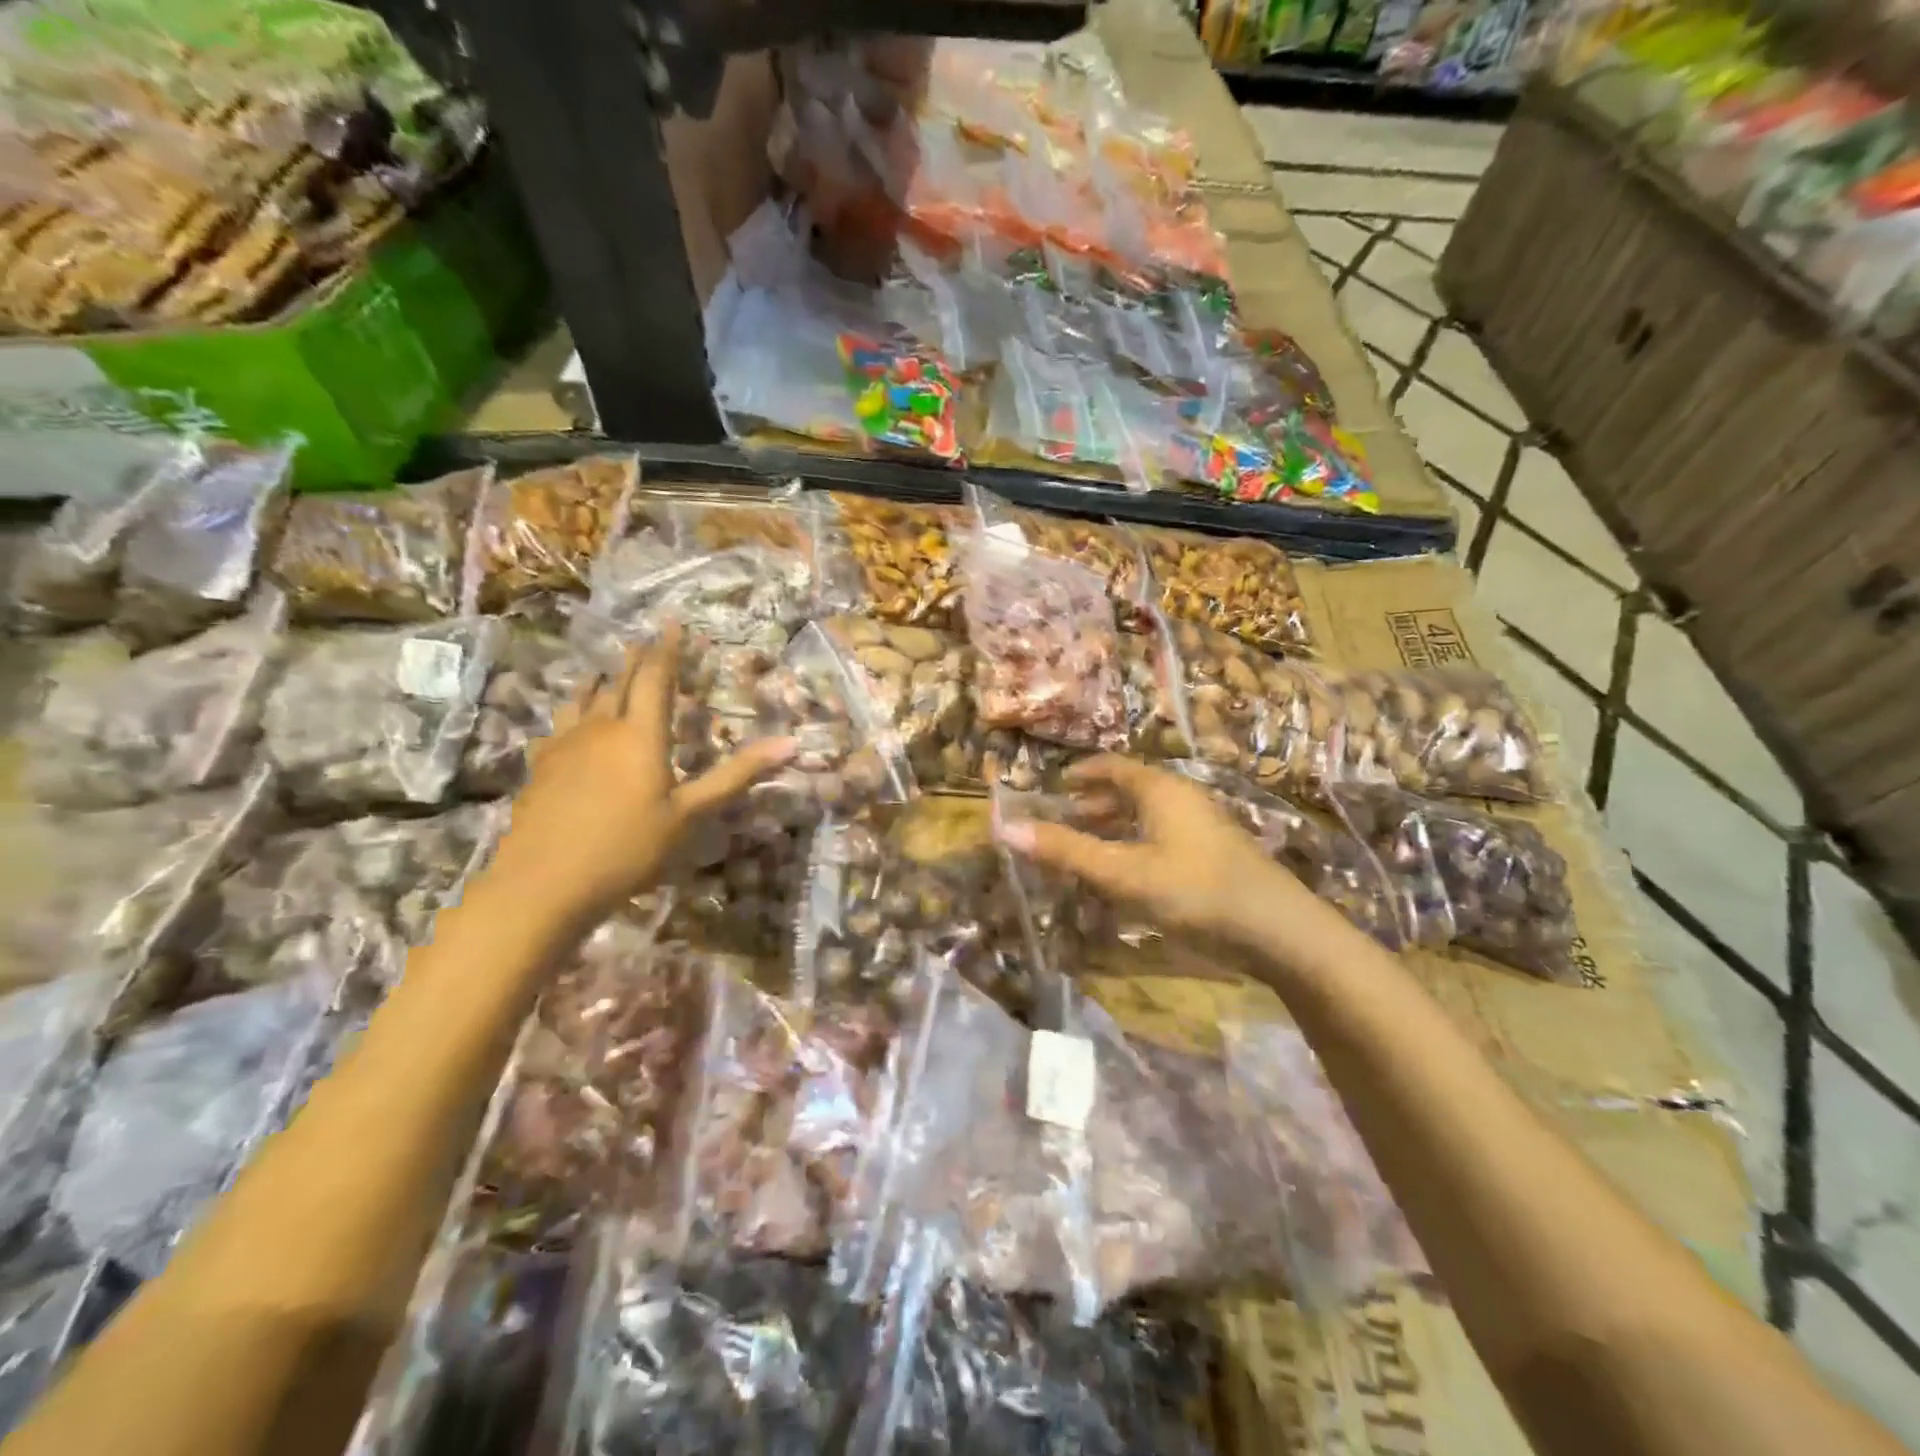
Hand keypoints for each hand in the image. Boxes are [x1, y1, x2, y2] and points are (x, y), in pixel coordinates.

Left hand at [486, 625, 794, 928]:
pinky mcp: (541, 766)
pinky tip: (570, 722)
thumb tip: (791, 743)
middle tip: (644, 640)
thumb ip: (736, 775)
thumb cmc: (628, 847)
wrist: (543, 882)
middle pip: (619, 682)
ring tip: (606, 670)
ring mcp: (566, 745)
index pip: (656, 678)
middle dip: (635, 659)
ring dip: (600, 680)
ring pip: (584, 699)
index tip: (672, 623)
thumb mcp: (690, 814)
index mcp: (641, 735)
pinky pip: (560, 723)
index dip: (667, 650)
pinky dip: (572, 710)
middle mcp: (602, 728)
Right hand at [994, 756, 1334, 952]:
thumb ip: (1066, 851)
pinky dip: (1135, 849)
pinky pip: (1163, 840)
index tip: (1053, 786)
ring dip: (1114, 829)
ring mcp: (1203, 828)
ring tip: (1087, 852)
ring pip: (1148, 818)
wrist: (1281, 932)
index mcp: (1161, 790)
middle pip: (1131, 791)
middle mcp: (1182, 800)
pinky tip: (1127, 879)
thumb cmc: (1196, 891)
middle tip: (1063, 823)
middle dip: (1094, 804)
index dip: (1081, 774)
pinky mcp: (1214, 857)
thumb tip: (1006, 828)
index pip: (1113, 767)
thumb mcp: (1123, 873)